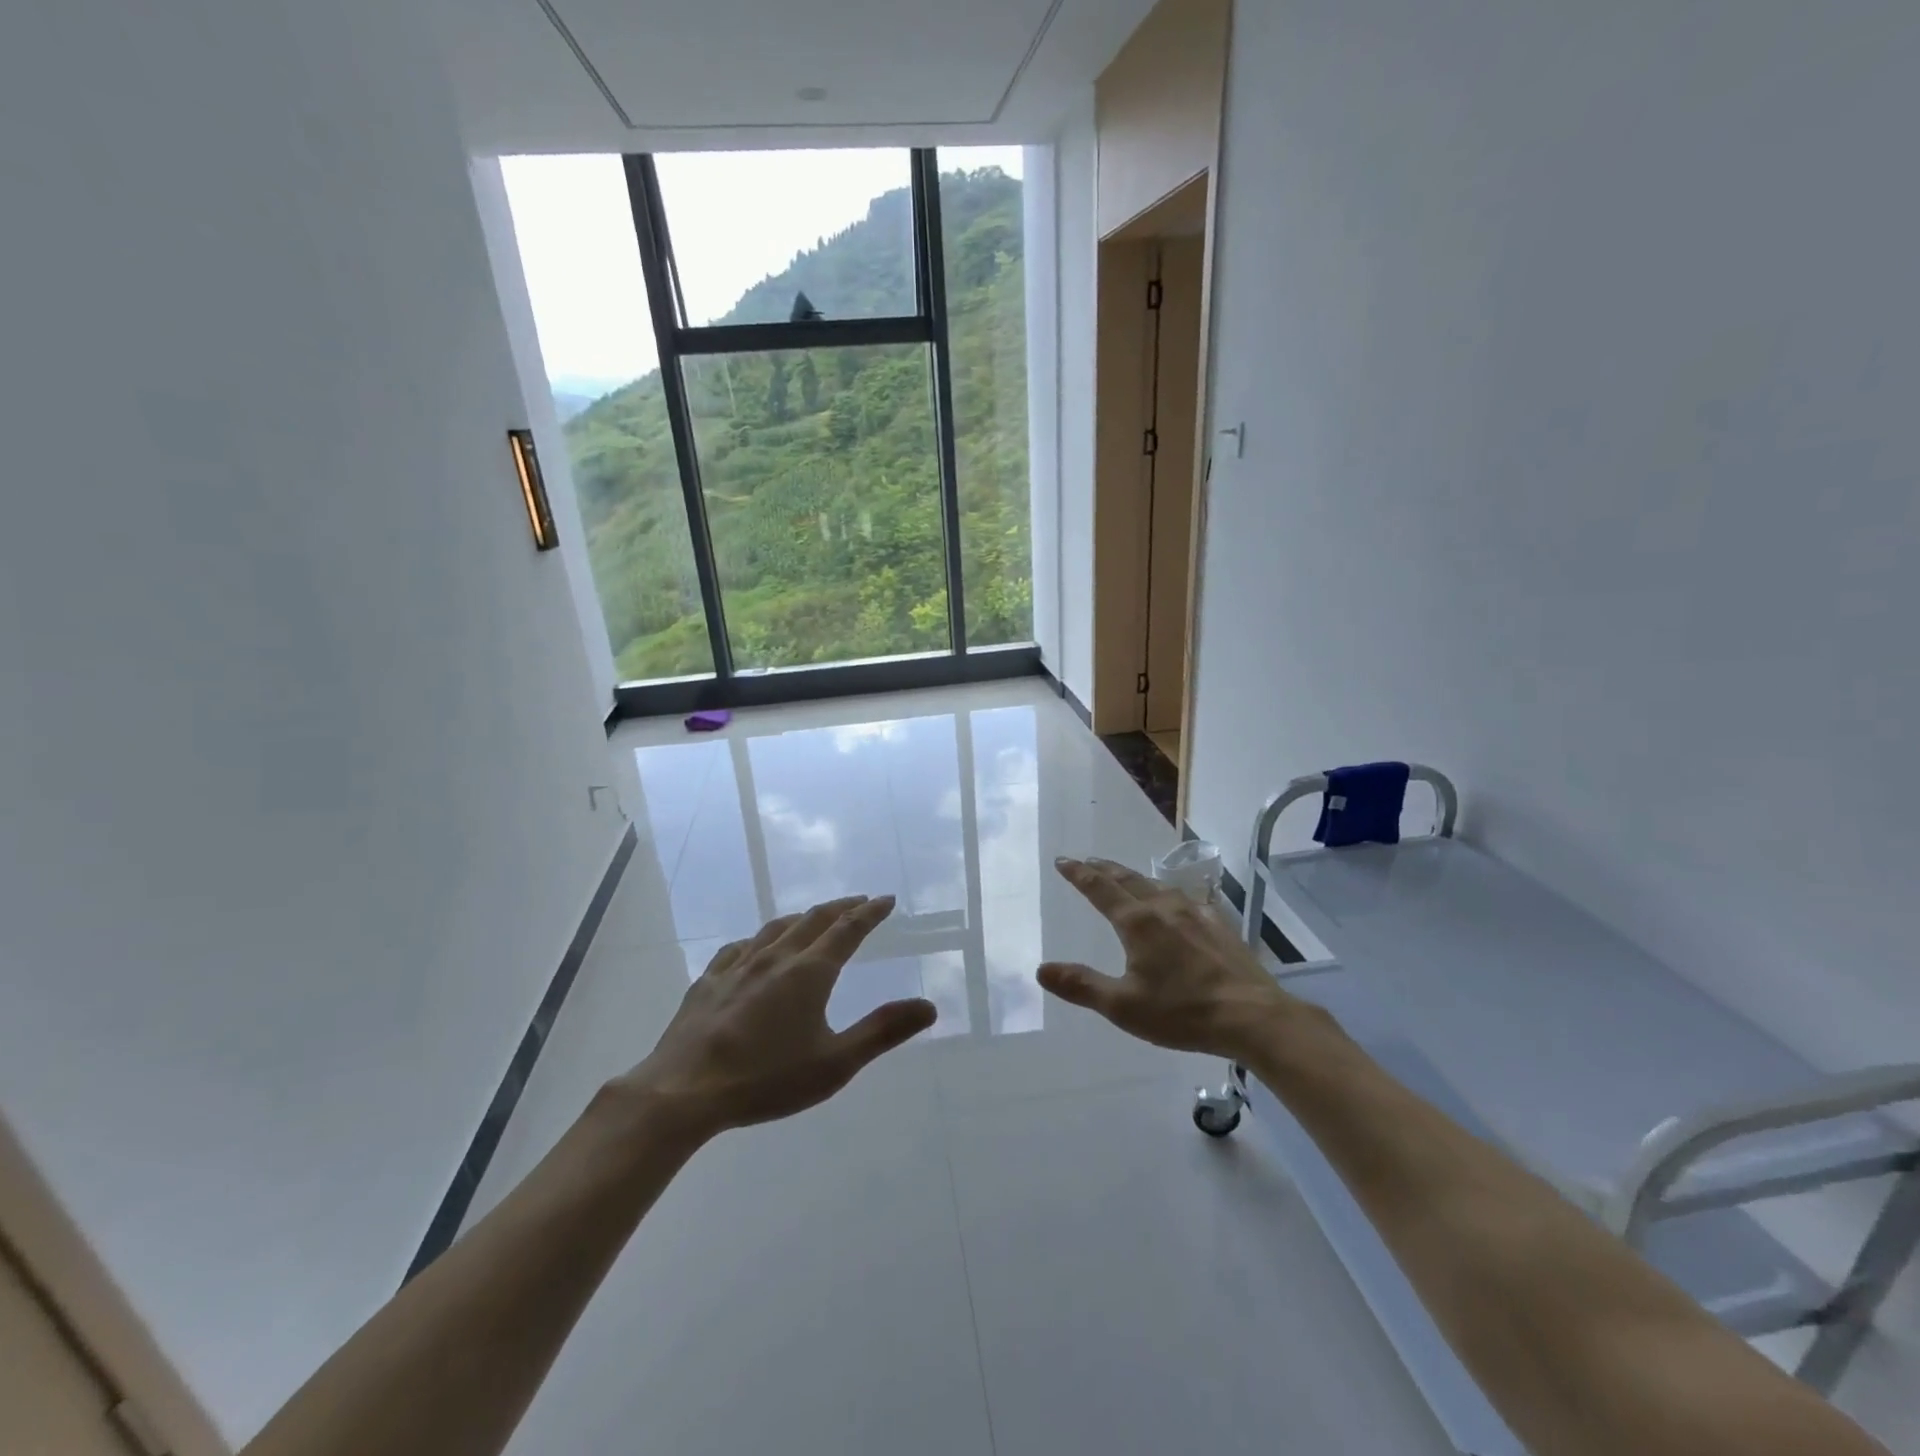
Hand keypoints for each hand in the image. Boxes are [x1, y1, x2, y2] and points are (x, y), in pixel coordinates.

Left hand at [620, 895, 935, 1139]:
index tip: (886, 900)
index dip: (870, 912)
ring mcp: (738, 966)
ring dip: (802, 917)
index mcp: (809, 972)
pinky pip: (740, 947)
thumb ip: (882, 1031)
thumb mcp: (835, 1064)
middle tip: (859, 901)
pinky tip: (754, 947)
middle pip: (814, 919)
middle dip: (841, 907)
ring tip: (813, 918)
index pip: (848, 929)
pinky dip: (759, 938)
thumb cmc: (766, 1079)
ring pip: (776, 927)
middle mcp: (775, 957)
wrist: (684, 1091)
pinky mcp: (708, 981)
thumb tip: (929, 1006)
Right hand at [1038, 858, 1301, 1059]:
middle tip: (1087, 861)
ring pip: (1156, 886)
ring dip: (1133, 877)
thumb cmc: (1182, 1012)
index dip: (1079, 874)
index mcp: (1137, 923)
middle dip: (1104, 869)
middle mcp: (1164, 908)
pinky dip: (1167, 893)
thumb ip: (1082, 985)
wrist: (1252, 1016)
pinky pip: (1185, 899)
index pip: (1100, 889)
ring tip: (1124, 877)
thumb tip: (1041, 969)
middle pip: (1128, 879)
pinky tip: (1176, 902)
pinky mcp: (1218, 925)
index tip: (1063, 861)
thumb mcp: (1123, 1006)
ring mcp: (1195, 913)